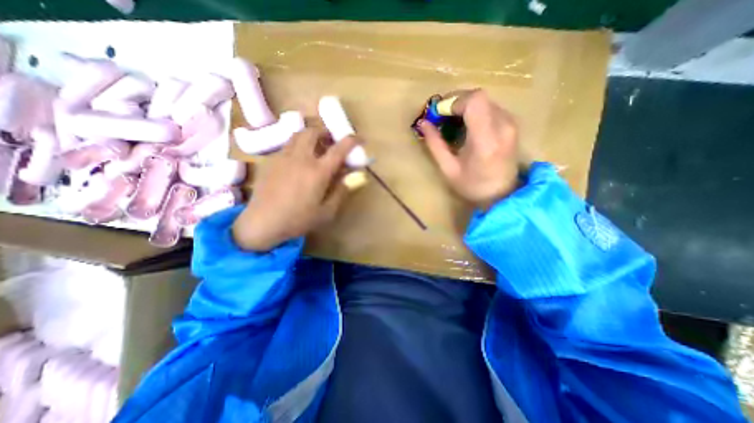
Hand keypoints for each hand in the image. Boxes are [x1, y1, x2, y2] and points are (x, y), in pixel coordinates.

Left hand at [234, 127, 359, 250]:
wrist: (262, 222)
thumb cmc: (298, 219)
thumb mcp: (327, 212)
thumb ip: (341, 192)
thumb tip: (349, 177)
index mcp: (318, 172)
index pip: (339, 149)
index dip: (352, 140)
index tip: (360, 138)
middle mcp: (301, 158)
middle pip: (314, 132)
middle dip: (326, 132)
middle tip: (332, 142)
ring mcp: (284, 157)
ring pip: (298, 135)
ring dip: (311, 136)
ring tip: (316, 148)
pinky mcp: (271, 161)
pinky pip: (287, 145)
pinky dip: (298, 145)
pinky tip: (299, 160)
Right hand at [419, 88, 525, 209]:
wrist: (502, 195)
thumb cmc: (472, 186)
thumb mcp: (448, 169)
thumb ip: (435, 144)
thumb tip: (423, 124)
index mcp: (485, 140)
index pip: (474, 101)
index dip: (453, 101)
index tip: (438, 114)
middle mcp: (502, 126)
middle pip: (479, 96)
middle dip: (456, 102)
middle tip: (441, 116)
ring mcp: (510, 123)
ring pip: (485, 99)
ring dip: (464, 106)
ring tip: (452, 121)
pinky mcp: (512, 124)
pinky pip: (491, 107)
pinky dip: (475, 110)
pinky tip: (466, 125)